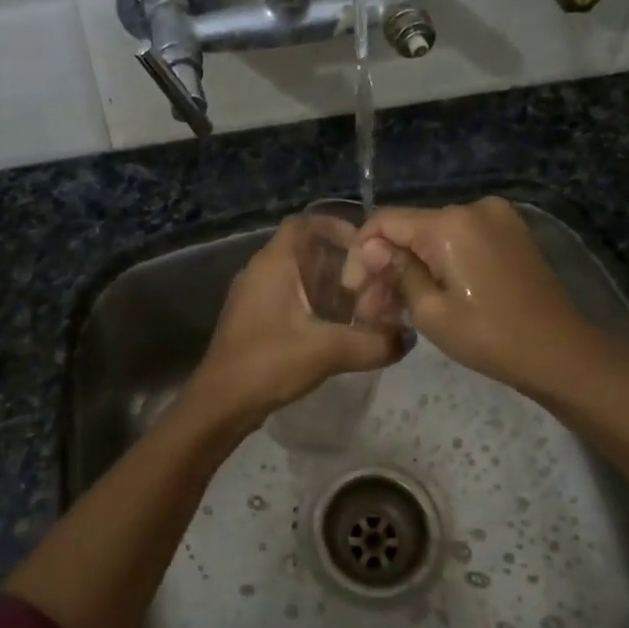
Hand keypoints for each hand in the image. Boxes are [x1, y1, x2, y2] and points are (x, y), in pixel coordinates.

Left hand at [185, 217, 405, 428]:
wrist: (220, 404)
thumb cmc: (269, 362)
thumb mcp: (327, 350)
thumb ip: (372, 342)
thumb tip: (408, 337)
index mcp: (273, 263)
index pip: (305, 223)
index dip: (336, 226)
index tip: (367, 246)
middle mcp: (261, 271)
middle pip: (305, 250)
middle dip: (341, 261)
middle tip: (374, 279)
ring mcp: (255, 296)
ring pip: (298, 276)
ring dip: (329, 285)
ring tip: (363, 304)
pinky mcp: (255, 320)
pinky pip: (290, 298)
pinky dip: (315, 304)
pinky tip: (338, 327)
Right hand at [353, 198, 609, 394]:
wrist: (561, 353)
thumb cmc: (490, 338)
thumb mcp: (431, 312)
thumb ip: (397, 272)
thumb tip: (372, 249)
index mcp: (450, 223)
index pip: (385, 221)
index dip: (362, 252)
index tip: (354, 290)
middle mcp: (472, 207)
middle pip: (411, 228)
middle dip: (386, 265)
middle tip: (371, 308)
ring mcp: (496, 217)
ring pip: (434, 235)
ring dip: (412, 265)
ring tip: (397, 307)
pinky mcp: (511, 231)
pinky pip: (461, 239)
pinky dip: (441, 261)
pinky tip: (430, 292)